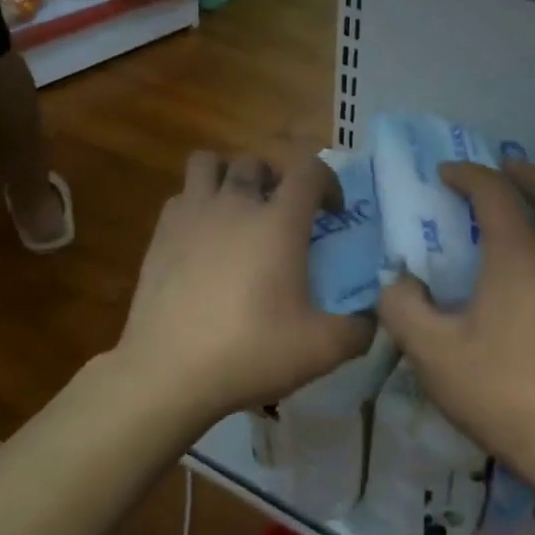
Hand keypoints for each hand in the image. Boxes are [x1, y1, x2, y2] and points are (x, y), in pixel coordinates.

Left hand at [116, 149, 372, 426]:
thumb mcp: (322, 349)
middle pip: (256, 162)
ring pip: (208, 164)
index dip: (328, 182)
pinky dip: (197, 204)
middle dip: (277, 179)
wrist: (169, 372)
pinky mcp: (160, 235)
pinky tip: (204, 239)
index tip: (333, 213)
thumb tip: (374, 319)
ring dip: (229, 177)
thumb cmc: (251, 352)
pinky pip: (181, 196)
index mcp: (279, 223)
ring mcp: (191, 216)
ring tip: (239, 211)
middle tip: (284, 214)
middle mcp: (235, 205)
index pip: (309, 170)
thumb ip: (359, 330)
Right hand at [376, 159, 534, 487]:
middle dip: (525, 172)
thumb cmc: (499, 391)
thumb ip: (402, 308)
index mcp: (520, 256)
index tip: (444, 175)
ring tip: (531, 207)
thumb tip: (396, 282)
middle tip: (499, 171)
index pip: (495, 192)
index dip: (468, 174)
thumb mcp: (431, 352)